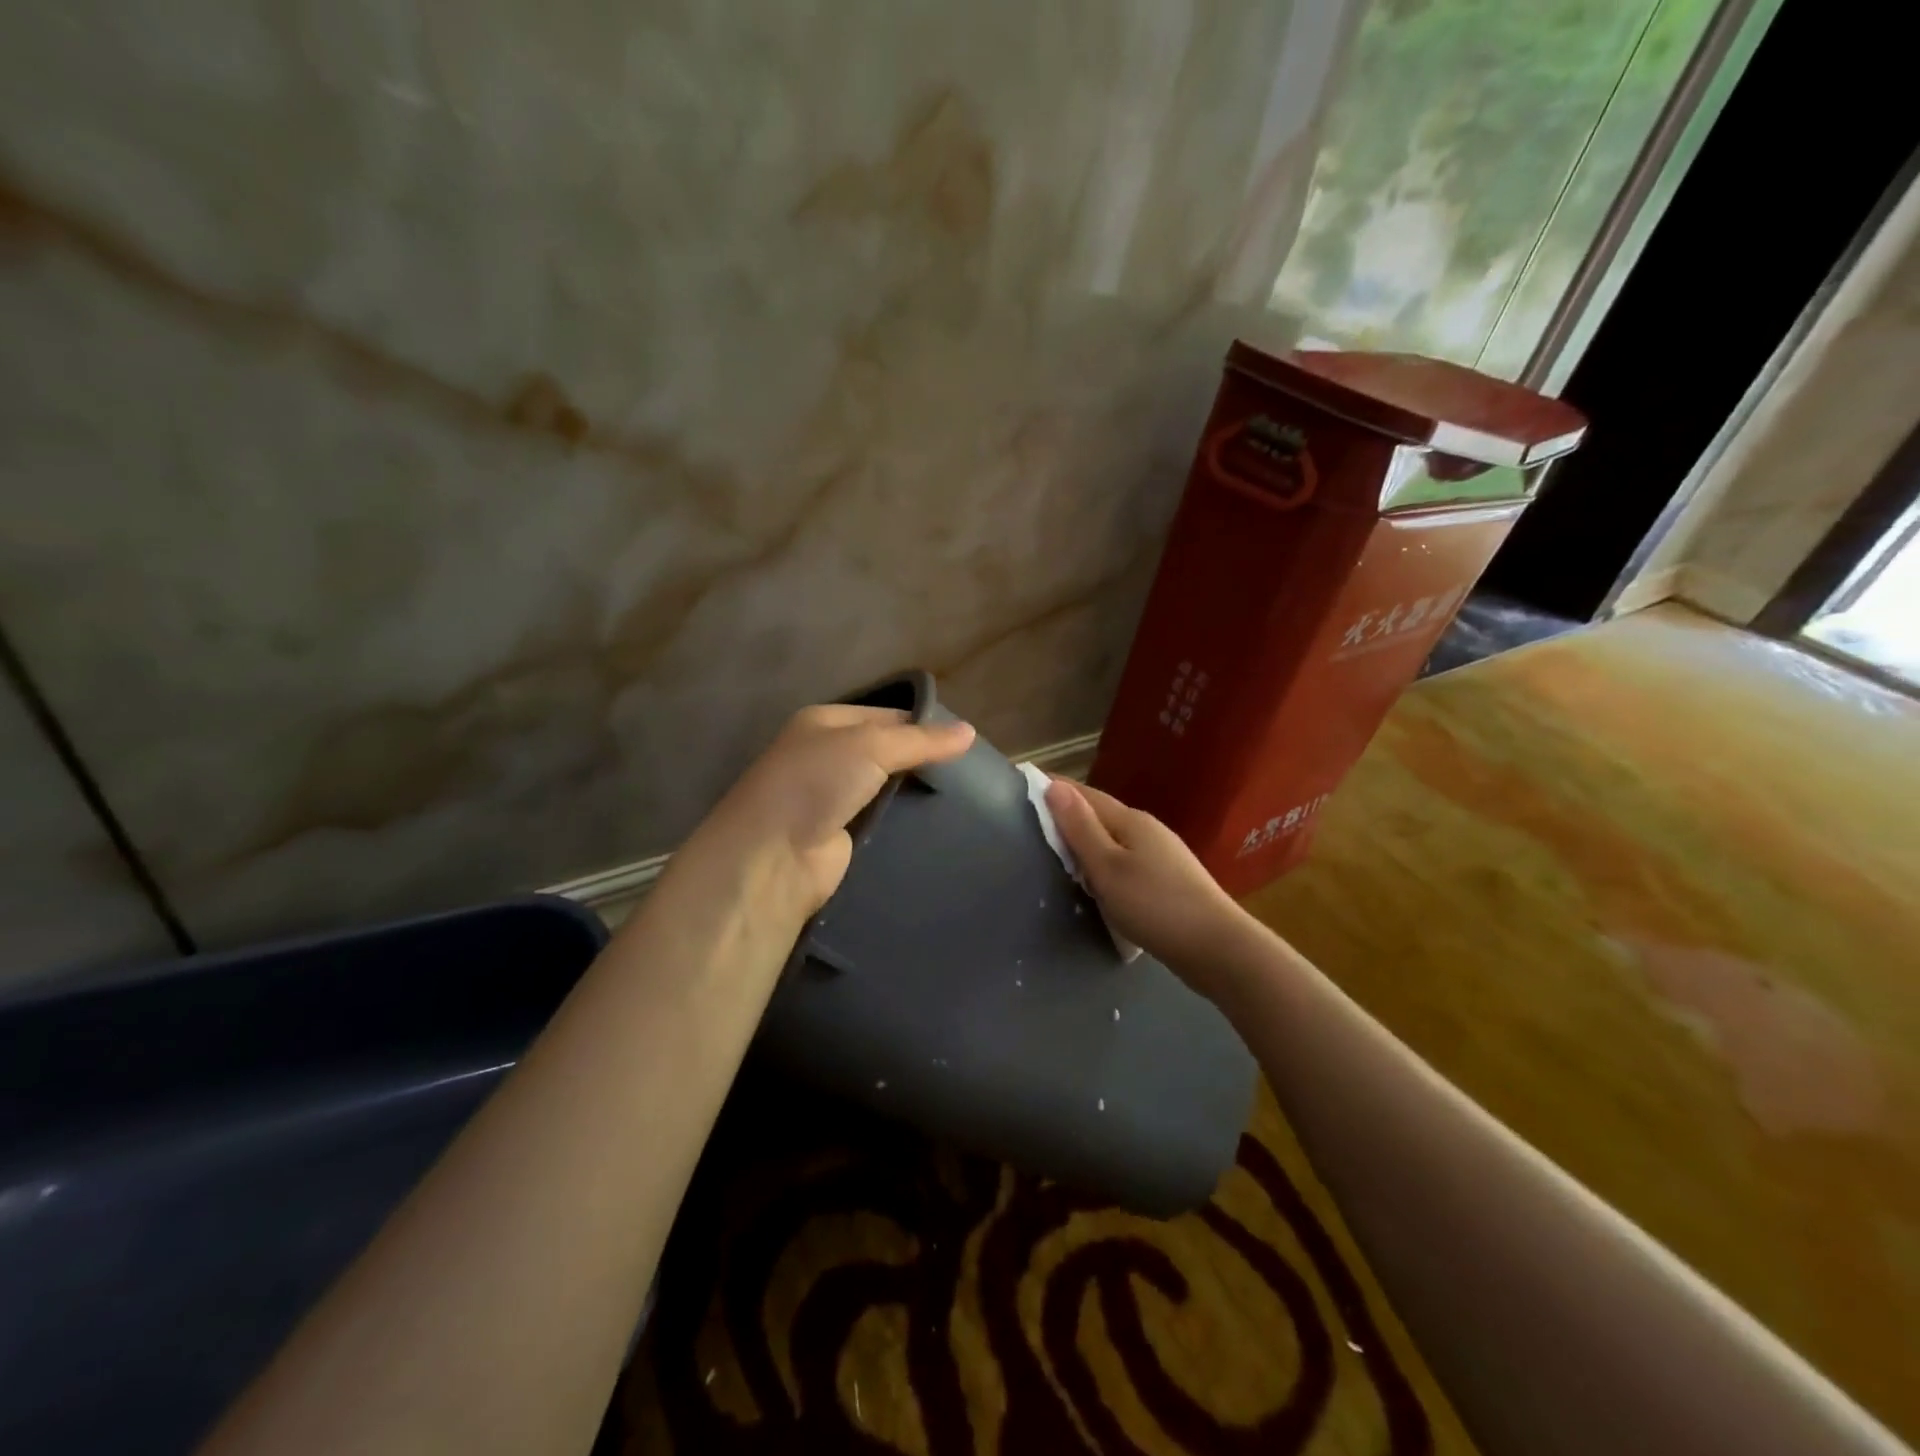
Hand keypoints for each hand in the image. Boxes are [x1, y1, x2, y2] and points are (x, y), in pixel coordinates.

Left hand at [682, 705, 975, 924]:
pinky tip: (936, 825)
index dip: (923, 725)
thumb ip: (920, 740)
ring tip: (962, 799)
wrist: (772, 857)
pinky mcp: (841, 836)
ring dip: (913, 794)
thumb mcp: (870, 746)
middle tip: (969, 773)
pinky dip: (903, 823)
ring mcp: (832, 798)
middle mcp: (826, 756)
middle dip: (921, 761)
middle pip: (886, 752)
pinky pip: (881, 821)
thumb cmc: (816, 783)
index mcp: (825, 722)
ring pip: (885, 789)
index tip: (963, 741)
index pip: (886, 715)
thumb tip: (970, 731)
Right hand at [1044, 778, 1254, 1002]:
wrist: (1217, 948)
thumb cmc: (1155, 905)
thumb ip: (1080, 828)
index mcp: (1130, 820)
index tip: (1023, 785)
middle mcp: (1147, 830)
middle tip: (1030, 823)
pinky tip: (1095, 881)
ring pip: (1113, 840)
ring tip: (1056, 852)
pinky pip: (1125, 861)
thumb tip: (1054, 786)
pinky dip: (1103, 863)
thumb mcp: (1108, 867)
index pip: (1085, 794)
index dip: (1054, 788)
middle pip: (1100, 815)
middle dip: (1068, 815)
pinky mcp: (1168, 881)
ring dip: (1086, 841)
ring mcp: (1162, 855)